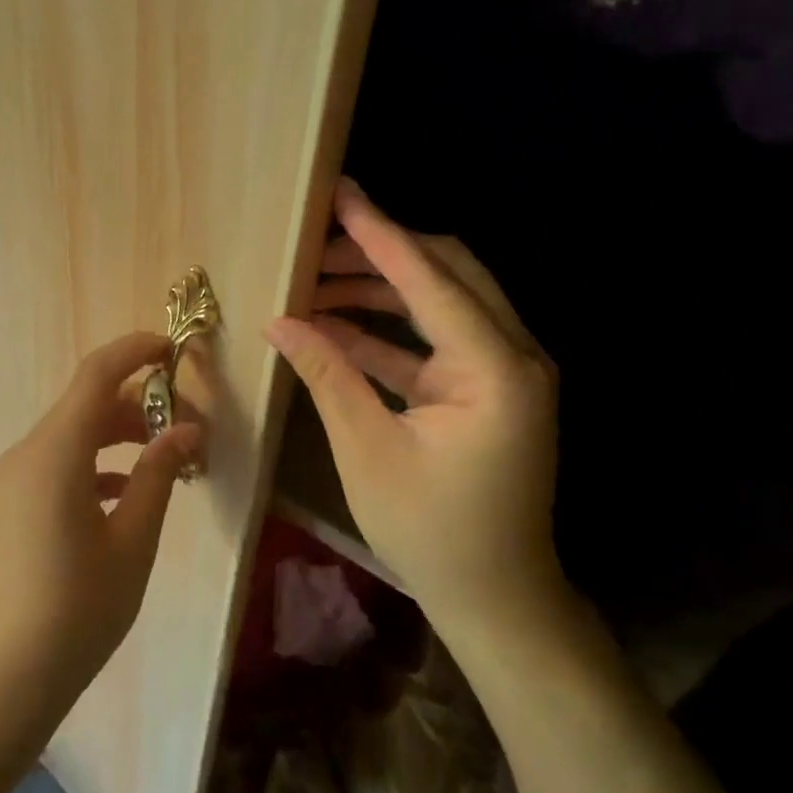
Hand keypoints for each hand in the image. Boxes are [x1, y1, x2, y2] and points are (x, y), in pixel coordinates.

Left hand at [0, 332, 200, 734]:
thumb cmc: (76, 611)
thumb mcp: (132, 542)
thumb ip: (159, 475)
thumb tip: (186, 430)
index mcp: (56, 452)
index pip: (97, 374)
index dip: (136, 351)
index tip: (174, 349)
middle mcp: (27, 453)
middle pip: (85, 404)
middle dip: (136, 402)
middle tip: (184, 423)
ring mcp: (11, 480)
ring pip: (70, 434)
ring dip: (116, 435)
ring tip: (162, 458)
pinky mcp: (8, 505)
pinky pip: (55, 464)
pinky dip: (92, 463)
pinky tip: (122, 494)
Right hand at [265, 179, 565, 639]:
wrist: (497, 599)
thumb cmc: (434, 533)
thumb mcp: (368, 451)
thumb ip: (327, 374)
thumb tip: (279, 321)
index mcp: (495, 369)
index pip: (429, 280)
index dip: (379, 234)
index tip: (341, 193)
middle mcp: (513, 355)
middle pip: (447, 272)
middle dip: (380, 252)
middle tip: (318, 240)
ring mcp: (503, 371)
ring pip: (440, 301)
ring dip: (379, 289)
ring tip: (314, 283)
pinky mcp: (486, 388)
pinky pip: (434, 341)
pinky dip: (387, 330)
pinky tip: (334, 325)